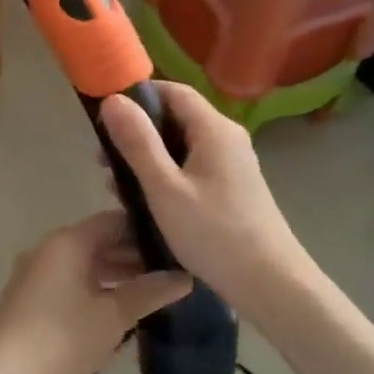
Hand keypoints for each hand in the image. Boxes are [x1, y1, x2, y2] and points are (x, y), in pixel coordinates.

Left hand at [0, 212, 191, 373]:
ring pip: (87, 267)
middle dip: (136, 258)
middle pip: (100, 243)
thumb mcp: (113, 316)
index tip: (180, 246)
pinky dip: (98, 293)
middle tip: (175, 275)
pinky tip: (122, 314)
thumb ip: (150, 292)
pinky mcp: (31, 301)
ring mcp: (37, 275)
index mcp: (68, 242)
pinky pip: (72, 285)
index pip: (115, 221)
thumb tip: (184, 277)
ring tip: (156, 296)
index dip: (148, 231)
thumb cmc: (61, 339)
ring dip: (118, 278)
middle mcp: (50, 249)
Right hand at [99, 83, 307, 318]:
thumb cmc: (213, 233)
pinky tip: (147, 202)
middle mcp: (227, 138)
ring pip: (182, 147)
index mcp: (214, 129)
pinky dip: (166, 176)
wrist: (269, 282)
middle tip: (103, 161)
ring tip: (117, 186)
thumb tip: (113, 100)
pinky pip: (193, 168)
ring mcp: (233, 164)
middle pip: (176, 118)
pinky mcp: (233, 188)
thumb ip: (137, 142)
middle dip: (138, 133)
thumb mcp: (165, 188)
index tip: (104, 117)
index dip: (137, 96)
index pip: (173, 91)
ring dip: (148, 159)